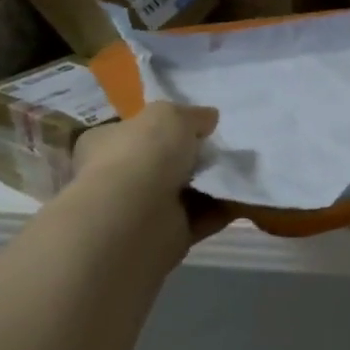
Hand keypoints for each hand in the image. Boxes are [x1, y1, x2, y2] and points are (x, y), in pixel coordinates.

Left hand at [73, 101, 228, 240]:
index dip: (164, 126)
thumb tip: (208, 118)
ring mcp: (141, 209)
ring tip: (241, 169)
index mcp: (106, 143)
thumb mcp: (171, 114)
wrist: (137, 215)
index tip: (198, 124)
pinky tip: (243, 195)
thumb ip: (192, 115)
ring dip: (211, 183)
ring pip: (185, 191)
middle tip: (224, 147)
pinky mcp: (166, 234)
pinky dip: (222, 208)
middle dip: (194, 157)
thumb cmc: (145, 153)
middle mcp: (119, 176)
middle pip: (163, 162)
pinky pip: (202, 217)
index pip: (134, 131)